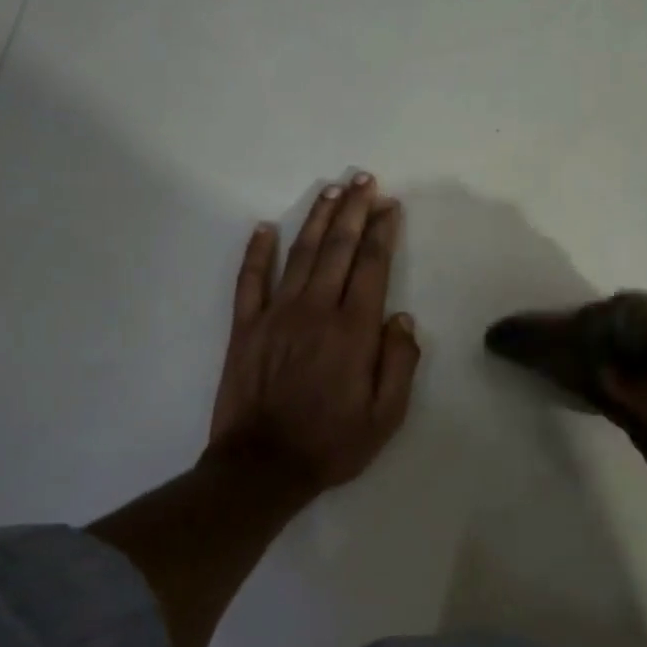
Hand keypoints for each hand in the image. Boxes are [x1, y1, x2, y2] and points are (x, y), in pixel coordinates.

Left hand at [207, 174, 419, 499]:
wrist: (263, 466)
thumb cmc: (332, 443)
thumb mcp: (386, 415)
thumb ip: (400, 363)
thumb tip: (401, 318)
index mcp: (353, 330)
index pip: (372, 266)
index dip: (382, 232)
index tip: (390, 206)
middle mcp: (316, 310)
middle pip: (338, 249)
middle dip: (354, 210)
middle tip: (364, 180)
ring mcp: (276, 315)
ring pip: (300, 254)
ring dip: (317, 219)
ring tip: (331, 191)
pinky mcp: (245, 327)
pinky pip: (250, 280)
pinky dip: (257, 252)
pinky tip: (265, 228)